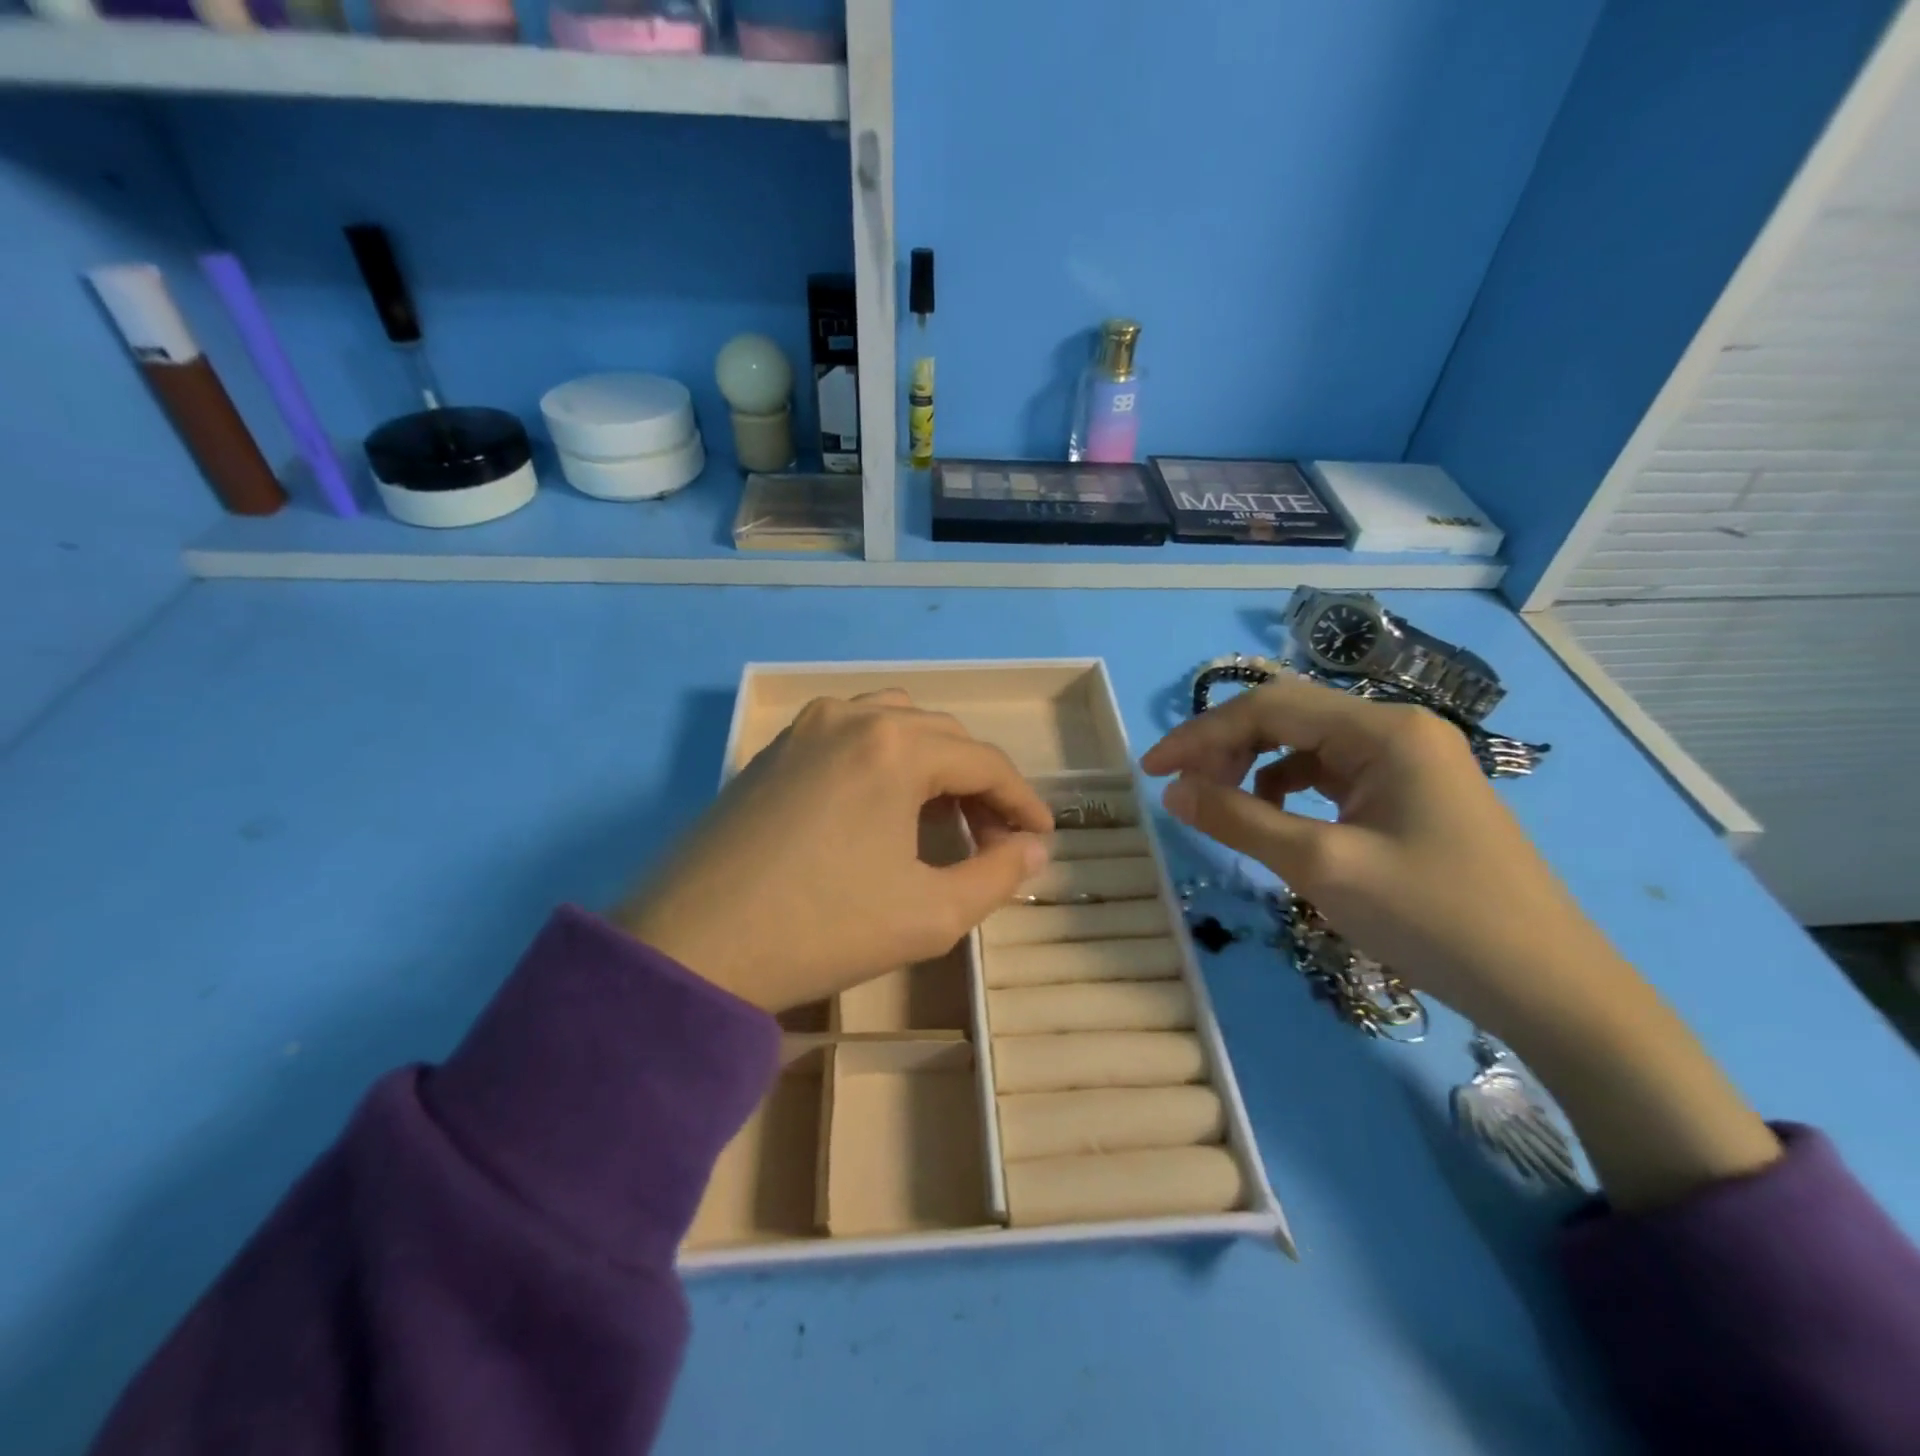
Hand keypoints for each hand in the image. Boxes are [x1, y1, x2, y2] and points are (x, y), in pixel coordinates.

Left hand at [614, 690, 1051, 1013]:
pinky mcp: (774, 749)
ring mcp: (806, 728)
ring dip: (933, 765)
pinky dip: (886, 761)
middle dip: (980, 785)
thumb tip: (1034, 849)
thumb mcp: (930, 913)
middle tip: (994, 839)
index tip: (1043, 837)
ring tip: (943, 819)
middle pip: (944, 738)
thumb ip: (998, 875)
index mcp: (896, 746)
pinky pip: (851, 736)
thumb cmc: (822, 929)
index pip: (985, 762)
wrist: (692, 946)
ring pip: (897, 726)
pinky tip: (884, 808)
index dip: (1023, 801)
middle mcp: (853, 716)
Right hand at [1141, 675, 1778, 1210]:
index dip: (1200, 734)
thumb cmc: (1435, 919)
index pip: (1267, 707)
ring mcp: (1409, 761)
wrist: (1551, 990)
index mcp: (1383, 730)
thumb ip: (1239, 819)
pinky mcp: (1411, 795)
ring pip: (1306, 744)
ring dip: (1254, 765)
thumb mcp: (1321, 867)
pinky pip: (1331, 773)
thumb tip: (1173, 789)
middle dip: (1225, 746)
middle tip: (1182, 789)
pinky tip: (1275, 818)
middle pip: (1287, 717)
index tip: (1152, 772)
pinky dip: (1288, 788)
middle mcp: (1397, 729)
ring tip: (1220, 803)